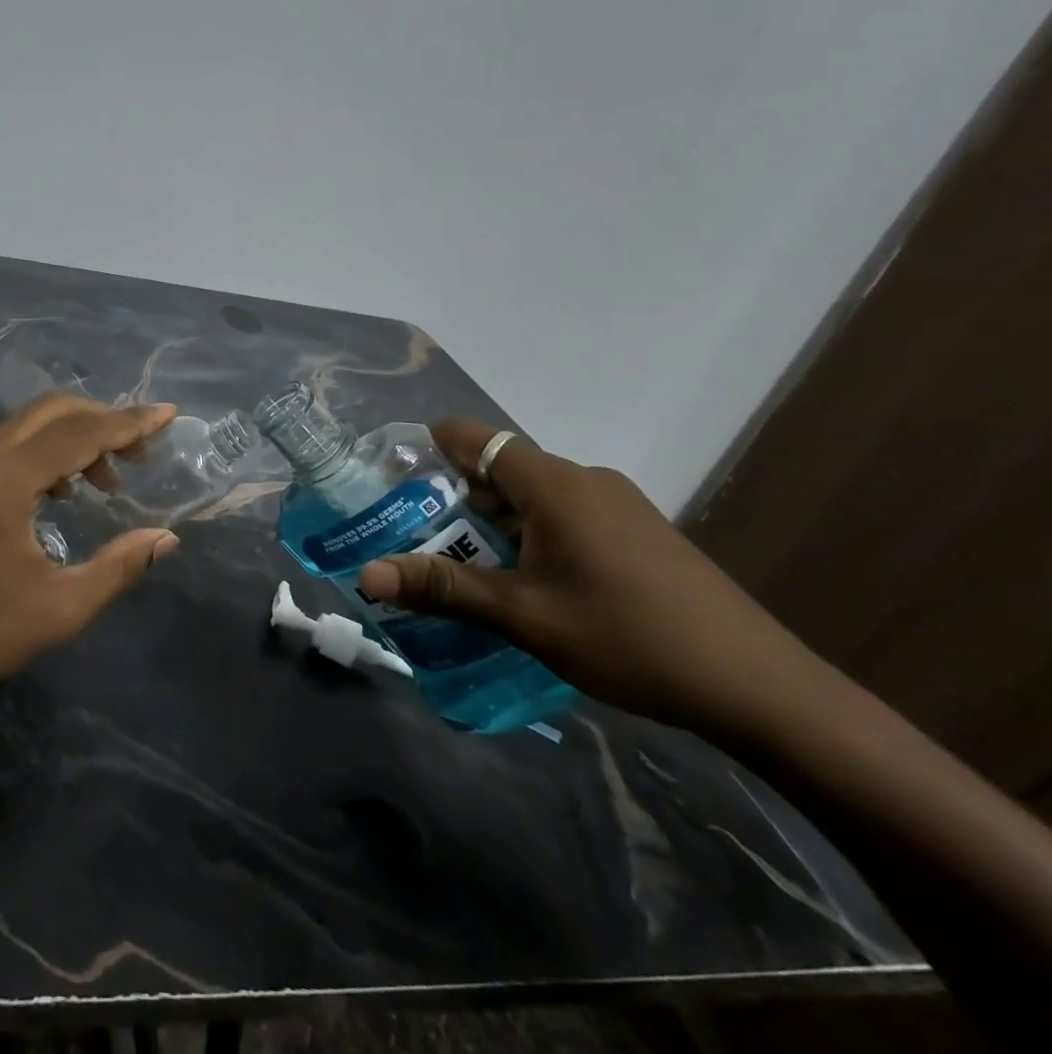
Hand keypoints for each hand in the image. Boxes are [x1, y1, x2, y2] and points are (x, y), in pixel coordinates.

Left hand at [0, 394, 179, 708]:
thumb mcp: (62, 607)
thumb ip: (119, 565)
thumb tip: (166, 537)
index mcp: (2, 479)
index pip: (79, 433)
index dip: (129, 423)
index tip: (168, 414)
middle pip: (50, 412)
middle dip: (101, 422)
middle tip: (138, 456)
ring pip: (26, 426)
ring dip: (71, 440)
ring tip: (103, 484)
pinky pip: (4, 446)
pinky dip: (41, 454)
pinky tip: (58, 494)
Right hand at [356, 421, 822, 736]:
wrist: (762, 690)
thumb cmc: (629, 638)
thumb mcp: (523, 616)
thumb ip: (441, 588)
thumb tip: (365, 575)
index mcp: (553, 483)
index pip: (472, 436)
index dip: (426, 451)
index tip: (392, 485)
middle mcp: (584, 479)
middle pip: (498, 471)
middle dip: (453, 503)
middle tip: (418, 544)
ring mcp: (617, 505)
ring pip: (532, 498)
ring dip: (493, 527)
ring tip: (465, 572)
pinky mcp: (639, 532)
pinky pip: (565, 517)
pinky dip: (531, 538)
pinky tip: (529, 587)